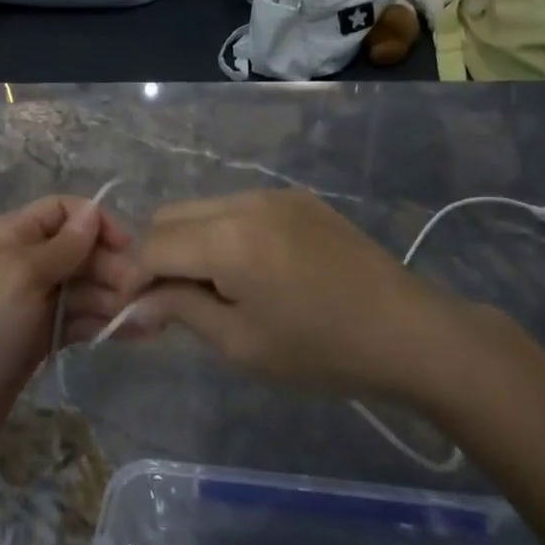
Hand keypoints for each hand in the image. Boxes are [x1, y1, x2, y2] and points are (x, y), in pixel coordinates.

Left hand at [0, 195, 143, 456]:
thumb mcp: (23, 276)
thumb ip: (64, 246)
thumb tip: (93, 211)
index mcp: (13, 235)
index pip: (63, 211)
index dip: (96, 223)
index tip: (127, 247)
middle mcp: (26, 261)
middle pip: (80, 250)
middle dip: (112, 267)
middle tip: (142, 293)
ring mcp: (34, 301)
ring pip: (85, 287)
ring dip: (116, 298)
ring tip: (150, 318)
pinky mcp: (43, 336)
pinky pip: (81, 319)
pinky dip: (105, 323)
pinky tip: (136, 332)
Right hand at [129, 190, 472, 402]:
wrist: (409, 332)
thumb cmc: (321, 350)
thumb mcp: (241, 343)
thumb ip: (181, 309)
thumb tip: (137, 300)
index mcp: (227, 238)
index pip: (152, 245)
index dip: (135, 278)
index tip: (136, 312)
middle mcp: (243, 201)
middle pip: (170, 216)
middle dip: (158, 255)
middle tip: (171, 301)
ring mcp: (272, 194)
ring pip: (202, 208)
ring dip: (190, 242)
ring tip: (212, 288)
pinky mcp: (295, 198)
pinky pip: (237, 207)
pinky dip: (222, 233)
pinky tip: (249, 270)